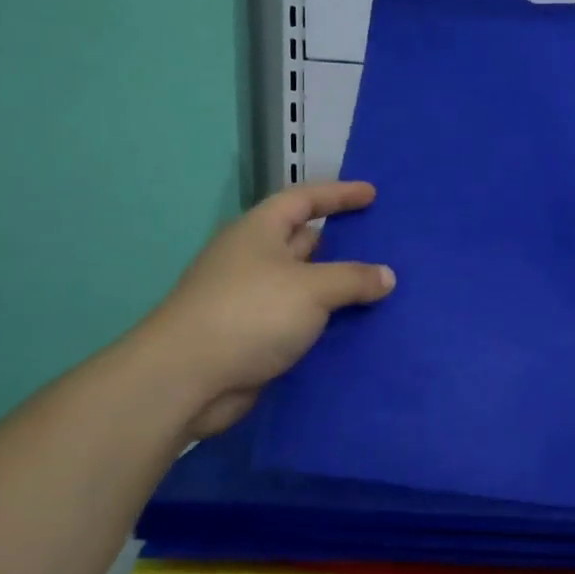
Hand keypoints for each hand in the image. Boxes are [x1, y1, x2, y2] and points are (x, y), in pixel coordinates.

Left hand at [145, 181, 395, 438]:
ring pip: (305, 286)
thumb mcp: (312, 288)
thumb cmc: (250, 314)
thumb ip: (353, 278)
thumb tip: (387, 276)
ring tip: (382, 290)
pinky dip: (326, 322)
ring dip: (338, 289)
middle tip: (385, 247)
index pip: (304, 199)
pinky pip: (300, 321)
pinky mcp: (254, 337)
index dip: (339, 194)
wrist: (187, 379)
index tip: (372, 194)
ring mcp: (252, 300)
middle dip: (342, 244)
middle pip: (304, 242)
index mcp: (259, 231)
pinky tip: (358, 329)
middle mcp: (254, 260)